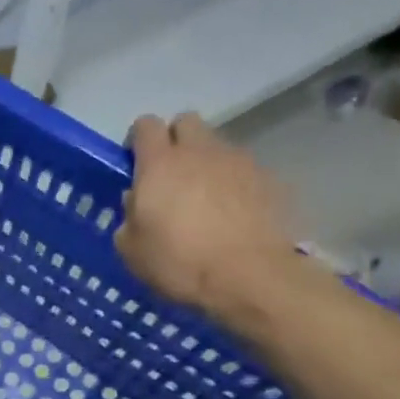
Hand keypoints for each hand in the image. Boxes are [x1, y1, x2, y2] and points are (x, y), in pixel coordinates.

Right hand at [115, 113, 301, 323]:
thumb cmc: (179, 262)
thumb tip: (137, 202)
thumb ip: (130, 215)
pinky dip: (232, 184)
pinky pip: (242, 170)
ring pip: (216, 146)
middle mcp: (200, 151)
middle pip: (186, 122)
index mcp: (160, 164)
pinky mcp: (269, 179)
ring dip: (205, 163)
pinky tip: (230, 214)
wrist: (250, 276)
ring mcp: (239, 162)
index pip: (145, 125)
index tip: (134, 163)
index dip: (137, 140)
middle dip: (175, 140)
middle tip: (169, 174)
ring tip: (203, 200)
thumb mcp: (131, 248)